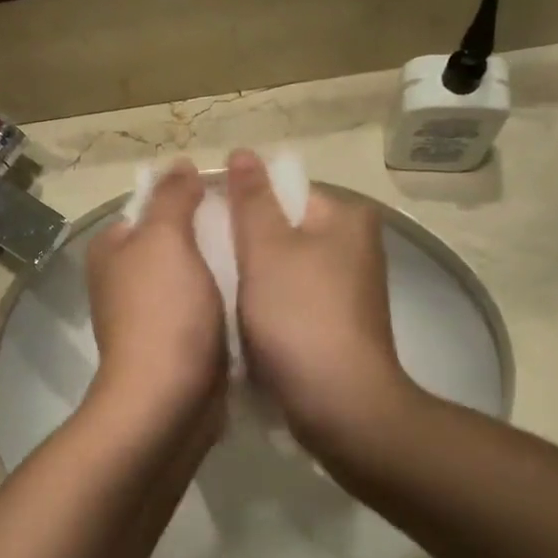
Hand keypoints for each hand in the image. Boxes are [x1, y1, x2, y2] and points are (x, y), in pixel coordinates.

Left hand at [84, 160, 226, 447]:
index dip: (188, 197)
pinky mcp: (173, 344)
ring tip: (261, 255)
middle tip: (253, 226)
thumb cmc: (163, 311)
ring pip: (191, 276)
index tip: (230, 196)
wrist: (167, 399)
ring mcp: (147, 314)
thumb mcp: (165, 239)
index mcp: (112, 249)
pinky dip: (223, 301)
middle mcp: (123, 279)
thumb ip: (172, 197)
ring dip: (221, 268)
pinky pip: (202, 309)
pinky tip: (254, 295)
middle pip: (173, 241)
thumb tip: (177, 165)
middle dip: (210, 233)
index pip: (150, 207)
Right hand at [227, 149, 422, 464]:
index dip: (239, 204)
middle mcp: (354, 246)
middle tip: (202, 258)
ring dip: (249, 275)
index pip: (282, 191)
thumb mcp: (266, 249)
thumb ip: (251, 199)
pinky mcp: (336, 322)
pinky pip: (290, 298)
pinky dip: (266, 303)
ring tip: (214, 289)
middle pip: (282, 229)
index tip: (203, 226)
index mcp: (346, 218)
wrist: (338, 404)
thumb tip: (242, 153)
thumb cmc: (299, 316)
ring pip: (282, 266)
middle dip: (242, 242)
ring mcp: (347, 288)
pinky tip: (238, 318)